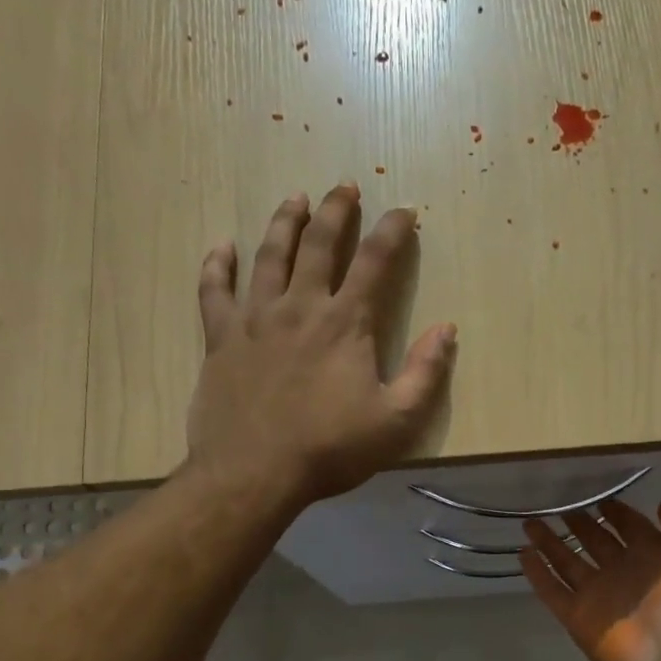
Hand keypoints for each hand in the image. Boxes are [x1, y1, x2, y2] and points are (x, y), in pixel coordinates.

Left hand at [188, 184, 456, 509]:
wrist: (253, 473)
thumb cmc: (329, 449)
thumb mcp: (396, 421)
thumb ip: (426, 373)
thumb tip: (446, 329)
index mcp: (346, 323)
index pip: (376, 261)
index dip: (393, 231)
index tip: (404, 210)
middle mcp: (300, 307)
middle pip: (319, 243)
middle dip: (336, 210)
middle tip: (344, 186)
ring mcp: (254, 319)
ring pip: (269, 256)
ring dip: (284, 223)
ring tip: (295, 198)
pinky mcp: (220, 338)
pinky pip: (214, 290)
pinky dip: (217, 265)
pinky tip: (222, 247)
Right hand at [521, 499, 660, 660]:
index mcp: (656, 556)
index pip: (632, 527)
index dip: (618, 512)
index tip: (600, 498)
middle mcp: (625, 573)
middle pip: (597, 542)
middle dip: (581, 524)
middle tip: (561, 507)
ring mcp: (599, 596)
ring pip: (568, 563)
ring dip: (551, 543)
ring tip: (530, 523)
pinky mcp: (577, 617)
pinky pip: (551, 591)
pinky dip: (537, 574)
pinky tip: (522, 554)